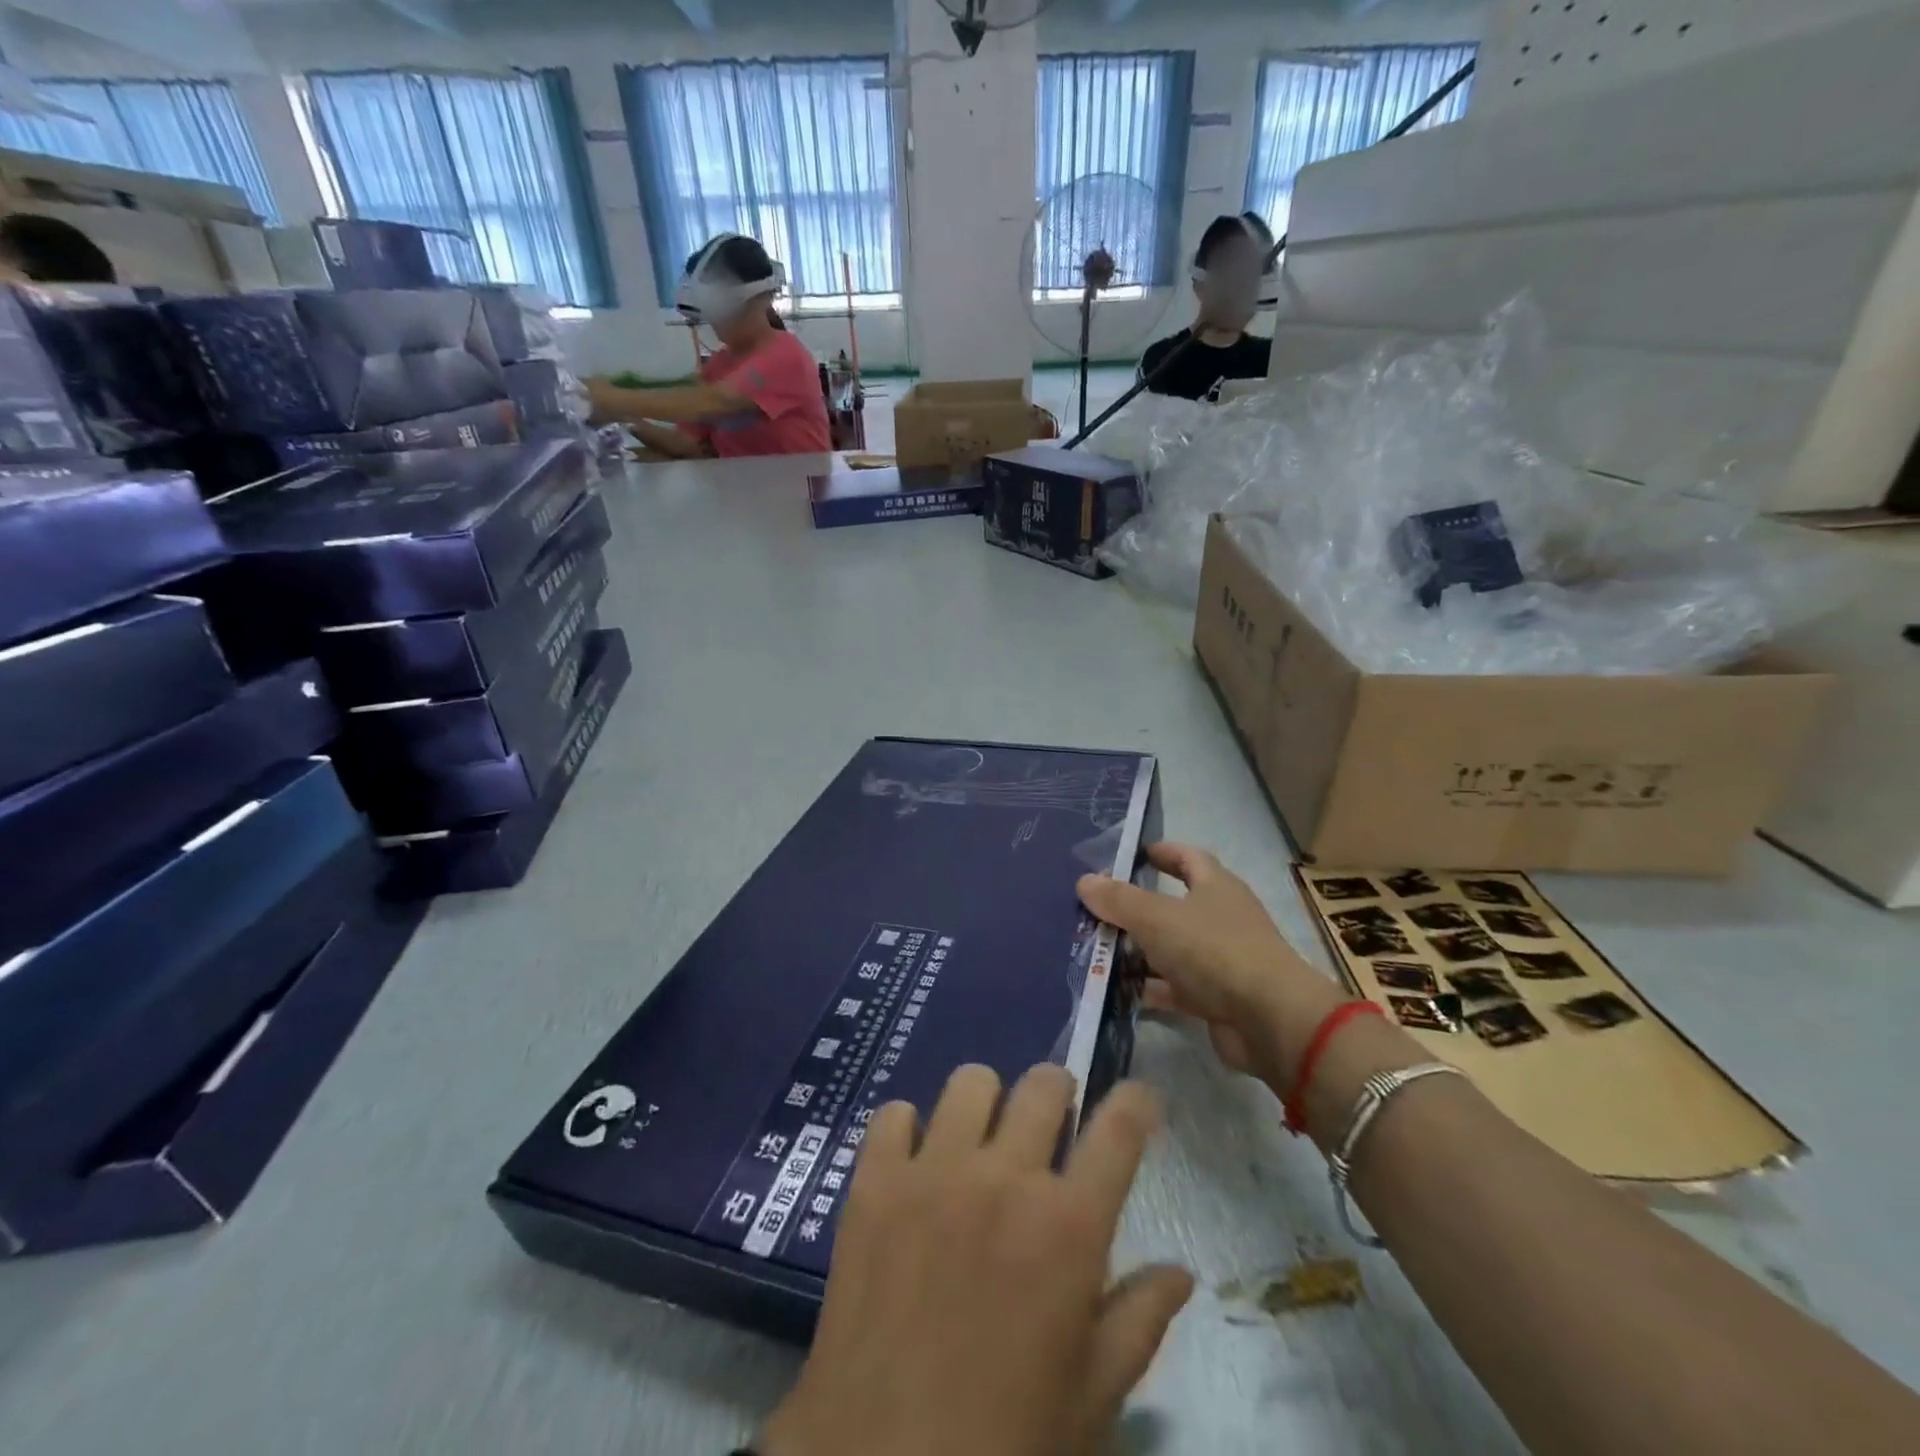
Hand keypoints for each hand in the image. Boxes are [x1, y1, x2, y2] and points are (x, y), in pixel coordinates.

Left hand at [759, 1066, 1192, 1455]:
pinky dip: (908, 1128)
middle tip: (1051, 1127)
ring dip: (986, 1103)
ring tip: (980, 1141)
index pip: (1119, 1130)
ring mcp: (934, 1171)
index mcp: (1068, 1227)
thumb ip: (1139, 1320)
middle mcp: (1004, 1177)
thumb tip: (1181, 1272)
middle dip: (1059, 1094)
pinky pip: (892, 1114)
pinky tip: (914, 1164)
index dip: (1137, 1101)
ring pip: (971, 1082)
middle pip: (1044, 1084)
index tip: (1140, 1097)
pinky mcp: (874, 1182)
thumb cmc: (1006, 1438)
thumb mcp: (1091, 1395)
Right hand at [1077, 844, 1345, 1088]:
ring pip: (1171, 948)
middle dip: (1136, 908)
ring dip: (1138, 950)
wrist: (1269, 1020)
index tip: (1131, 855)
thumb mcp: (1157, 918)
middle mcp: (1221, 918)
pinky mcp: (1217, 999)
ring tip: (1096, 951)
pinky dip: (1149, 988)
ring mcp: (1220, 960)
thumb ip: (1119, 900)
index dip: (1161, 853)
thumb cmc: (1214, 950)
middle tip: (1096, 909)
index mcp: (1216, 886)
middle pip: (1173, 906)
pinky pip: (1175, 987)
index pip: (1188, 857)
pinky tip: (1117, 991)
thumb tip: (1085, 880)